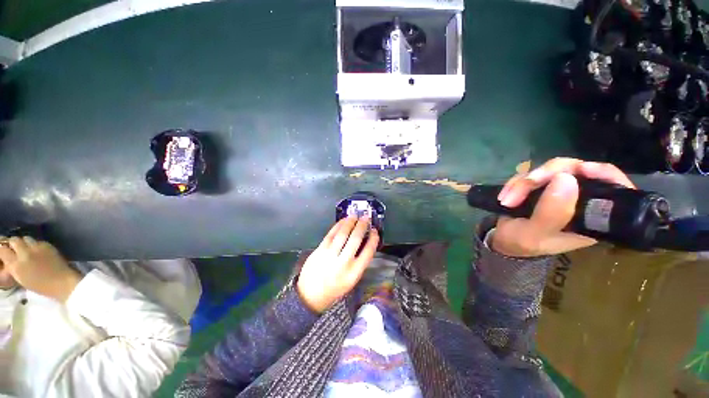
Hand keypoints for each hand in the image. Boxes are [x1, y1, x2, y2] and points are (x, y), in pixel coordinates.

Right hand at [0, 237, 80, 300]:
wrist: (62, 282)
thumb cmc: (41, 286)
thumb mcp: (21, 278)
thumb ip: (14, 266)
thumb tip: (9, 259)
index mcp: (16, 265)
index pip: (3, 250)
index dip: (2, 249)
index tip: (4, 250)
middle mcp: (24, 254)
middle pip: (14, 240)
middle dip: (13, 243)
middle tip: (15, 248)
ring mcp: (36, 248)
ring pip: (25, 238)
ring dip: (24, 242)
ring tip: (26, 248)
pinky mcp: (47, 245)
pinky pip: (37, 241)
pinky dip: (35, 244)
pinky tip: (37, 250)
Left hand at [297, 217, 378, 312]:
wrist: (310, 295)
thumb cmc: (334, 288)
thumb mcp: (351, 280)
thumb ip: (359, 262)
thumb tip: (364, 242)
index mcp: (354, 273)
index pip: (368, 252)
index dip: (373, 239)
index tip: (375, 231)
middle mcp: (343, 263)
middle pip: (355, 239)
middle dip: (362, 226)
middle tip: (365, 218)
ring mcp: (330, 255)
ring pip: (343, 234)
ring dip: (350, 222)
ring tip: (354, 216)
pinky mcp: (320, 250)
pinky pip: (331, 234)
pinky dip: (338, 225)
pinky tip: (343, 221)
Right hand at [493, 158, 634, 256]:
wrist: (502, 239)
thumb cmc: (521, 243)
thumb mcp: (534, 234)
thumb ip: (551, 213)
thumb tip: (566, 178)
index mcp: (592, 217)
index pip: (613, 188)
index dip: (602, 173)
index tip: (582, 170)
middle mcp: (581, 200)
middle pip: (577, 170)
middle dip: (546, 175)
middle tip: (526, 184)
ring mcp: (561, 190)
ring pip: (552, 169)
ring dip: (524, 181)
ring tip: (507, 199)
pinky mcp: (543, 185)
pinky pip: (533, 172)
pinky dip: (516, 181)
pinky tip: (506, 195)